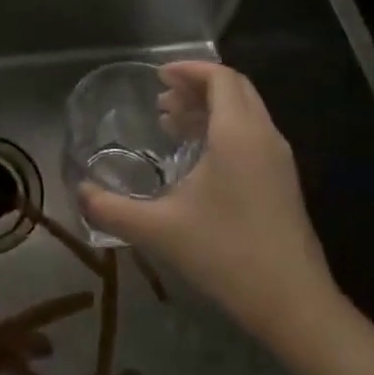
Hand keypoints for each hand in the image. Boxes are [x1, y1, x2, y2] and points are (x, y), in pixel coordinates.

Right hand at [79, 62, 340, 345]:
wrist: (294, 305)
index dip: (189, 69)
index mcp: (238, 133)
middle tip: (162, 99)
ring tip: (172, 123)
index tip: (159, 76)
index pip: (220, 77)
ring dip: (210, 108)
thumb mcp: (160, 230)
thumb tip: (79, 193)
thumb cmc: (227, 254)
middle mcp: (264, 136)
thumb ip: (113, 209)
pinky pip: (252, 134)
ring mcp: (279, 159)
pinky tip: (199, 158)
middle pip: (234, 89)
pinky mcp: (283, 182)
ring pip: (245, 112)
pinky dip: (224, 129)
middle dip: (197, 85)